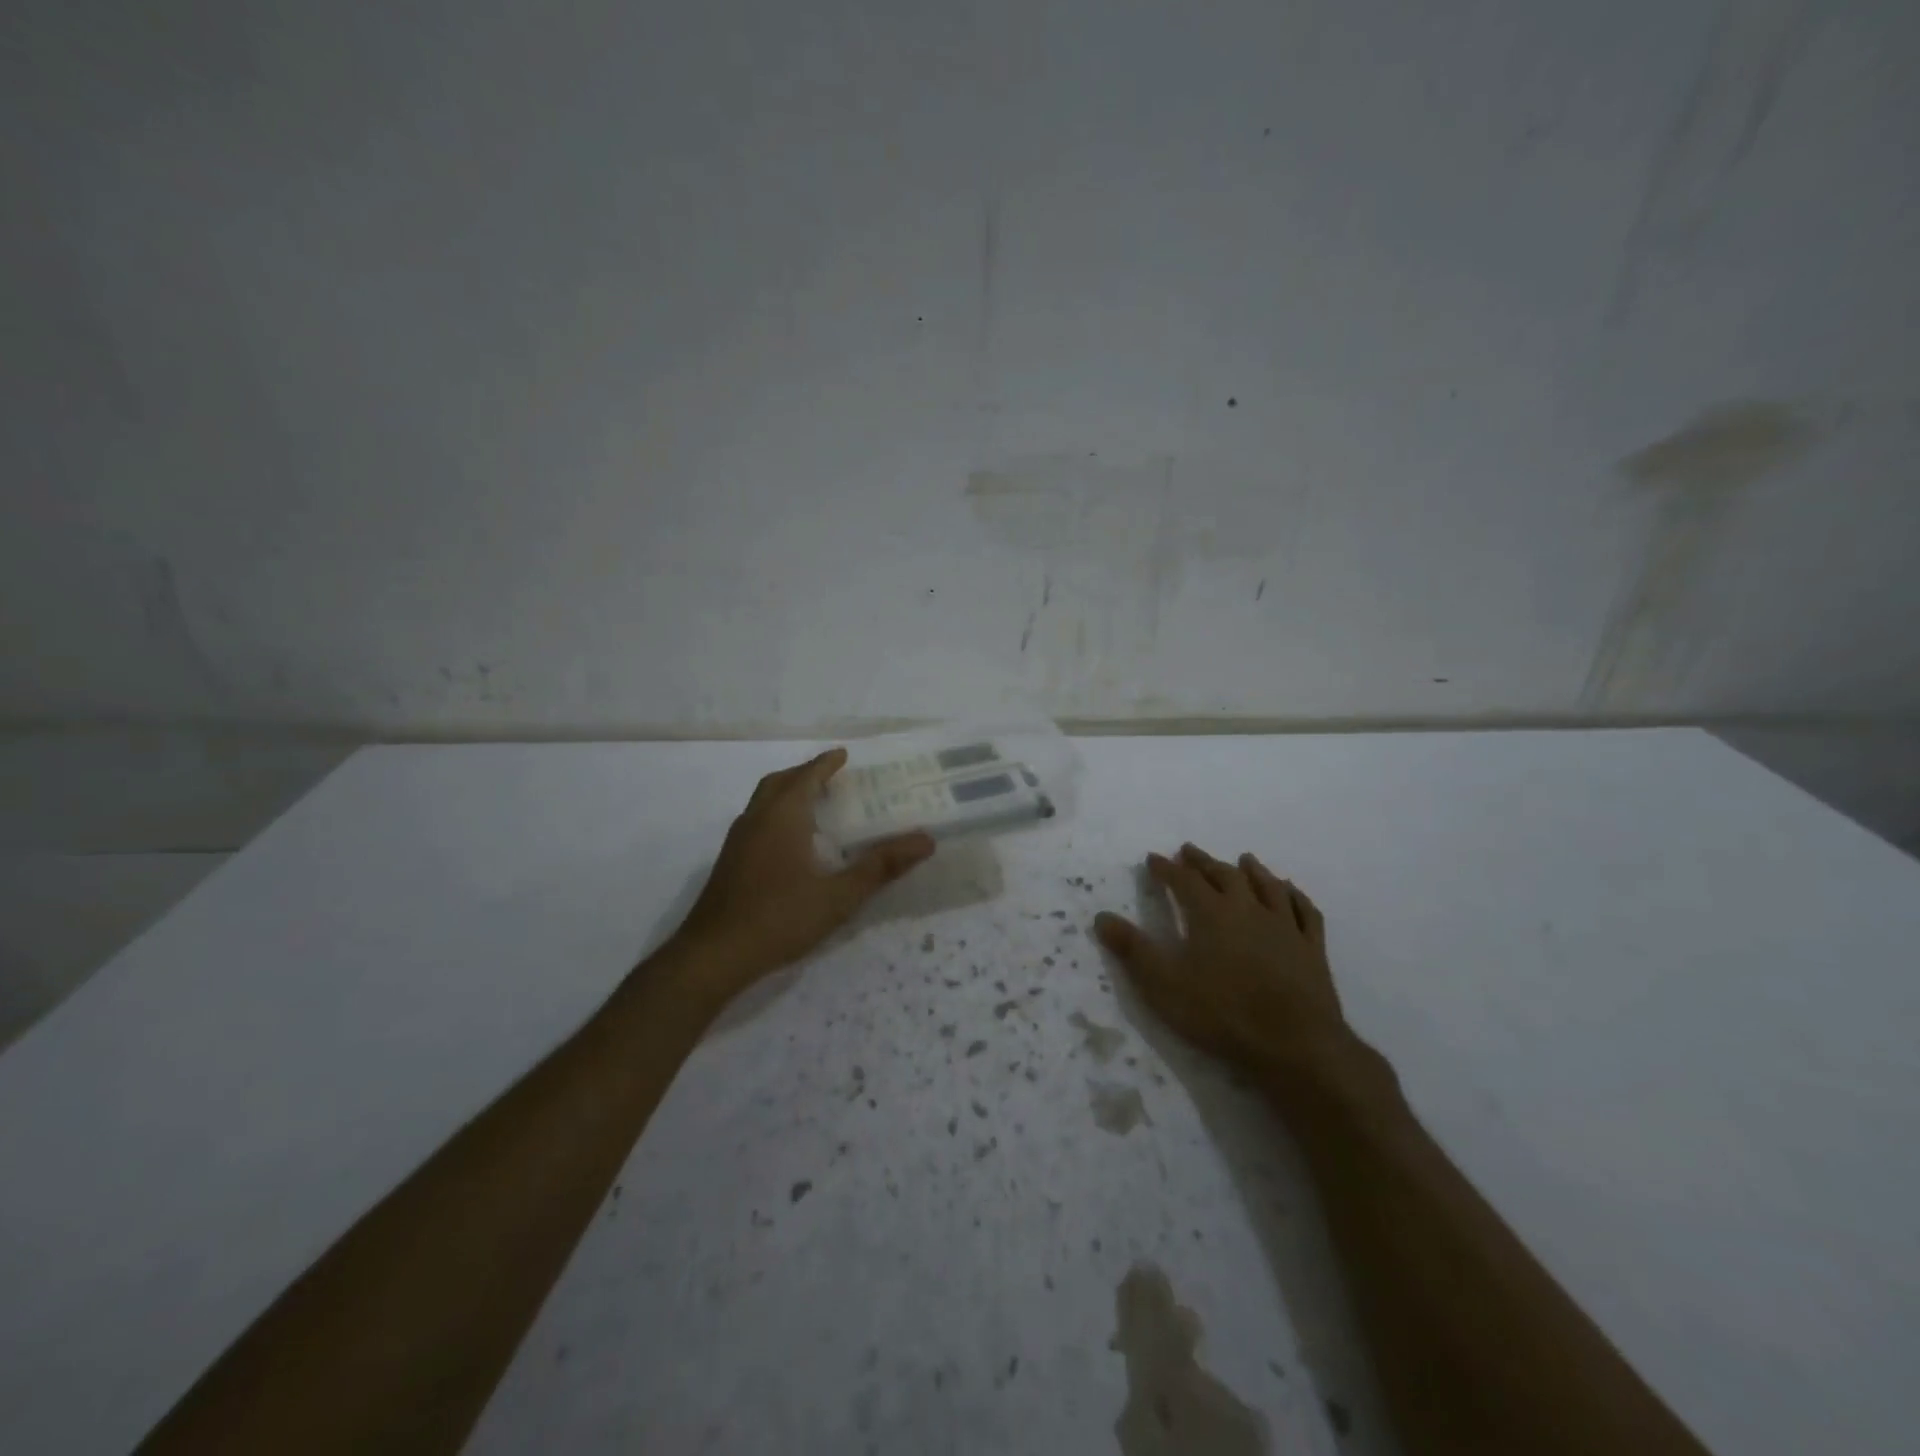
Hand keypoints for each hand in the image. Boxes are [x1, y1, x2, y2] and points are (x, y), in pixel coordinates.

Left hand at [670, 748, 934, 992]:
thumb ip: (880, 867)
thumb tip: (925, 841)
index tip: (844, 755)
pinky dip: (776, 814)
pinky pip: (756, 820)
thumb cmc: (779, 918)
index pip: (807, 776)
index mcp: (782, 816)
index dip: (826, 764)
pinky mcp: (729, 862)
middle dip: (805, 773)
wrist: (713, 956)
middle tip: (831, 776)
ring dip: (788, 792)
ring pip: (763, 801)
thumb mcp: (838, 896)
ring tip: (814, 804)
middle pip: (780, 782)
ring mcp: (738, 841)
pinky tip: (791, 842)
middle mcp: (756, 819)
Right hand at [1094, 844, 1352, 1082]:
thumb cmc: (1222, 1013)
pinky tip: (1291, 892)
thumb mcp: (1164, 985)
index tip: (1153, 859)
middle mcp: (1248, 909)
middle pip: (1224, 875)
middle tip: (1189, 851)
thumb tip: (1102, 917)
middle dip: (1203, 862)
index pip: (1184, 881)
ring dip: (1253, 870)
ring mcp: (1284, 927)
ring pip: (1268, 886)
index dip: (1166, 868)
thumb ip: (1133, 949)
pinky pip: (1305, 911)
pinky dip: (1295, 896)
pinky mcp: (1312, 949)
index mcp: (1211, 914)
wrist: (1295, 1045)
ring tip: (1244, 859)